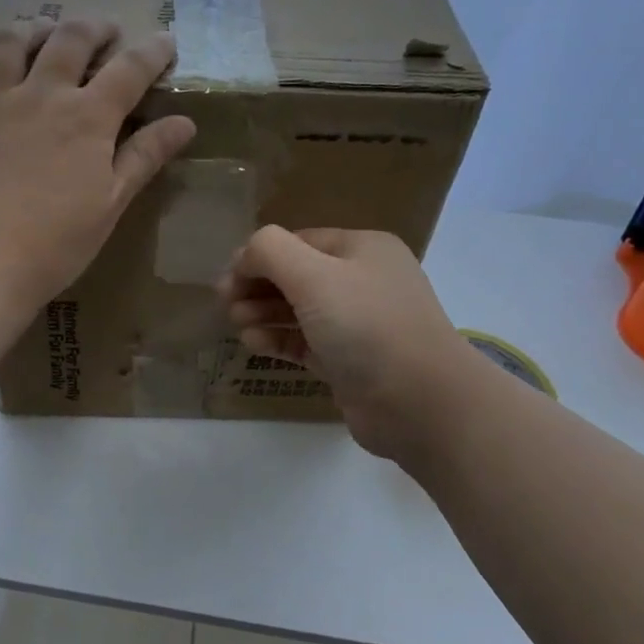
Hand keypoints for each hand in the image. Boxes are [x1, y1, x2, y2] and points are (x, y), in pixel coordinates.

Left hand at [0, 17, 195, 317]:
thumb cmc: (56, 245)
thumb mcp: (111, 204)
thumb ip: (145, 158)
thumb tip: (184, 123)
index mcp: (87, 118)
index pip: (129, 70)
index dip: (152, 51)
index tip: (165, 42)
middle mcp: (39, 95)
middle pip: (69, 39)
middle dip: (94, 27)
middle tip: (105, 32)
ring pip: (9, 41)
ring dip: (31, 28)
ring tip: (42, 32)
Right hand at [218, 226, 473, 466]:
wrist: (418, 402)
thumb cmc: (366, 326)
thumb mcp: (313, 275)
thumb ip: (270, 252)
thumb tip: (245, 255)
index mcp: (362, 249)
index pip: (298, 241)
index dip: (259, 256)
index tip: (226, 278)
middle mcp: (362, 281)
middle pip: (296, 275)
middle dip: (258, 286)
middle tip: (225, 303)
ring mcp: (358, 324)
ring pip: (299, 311)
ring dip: (264, 313)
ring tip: (237, 324)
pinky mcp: (349, 362)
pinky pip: (305, 343)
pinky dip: (278, 340)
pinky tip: (253, 343)